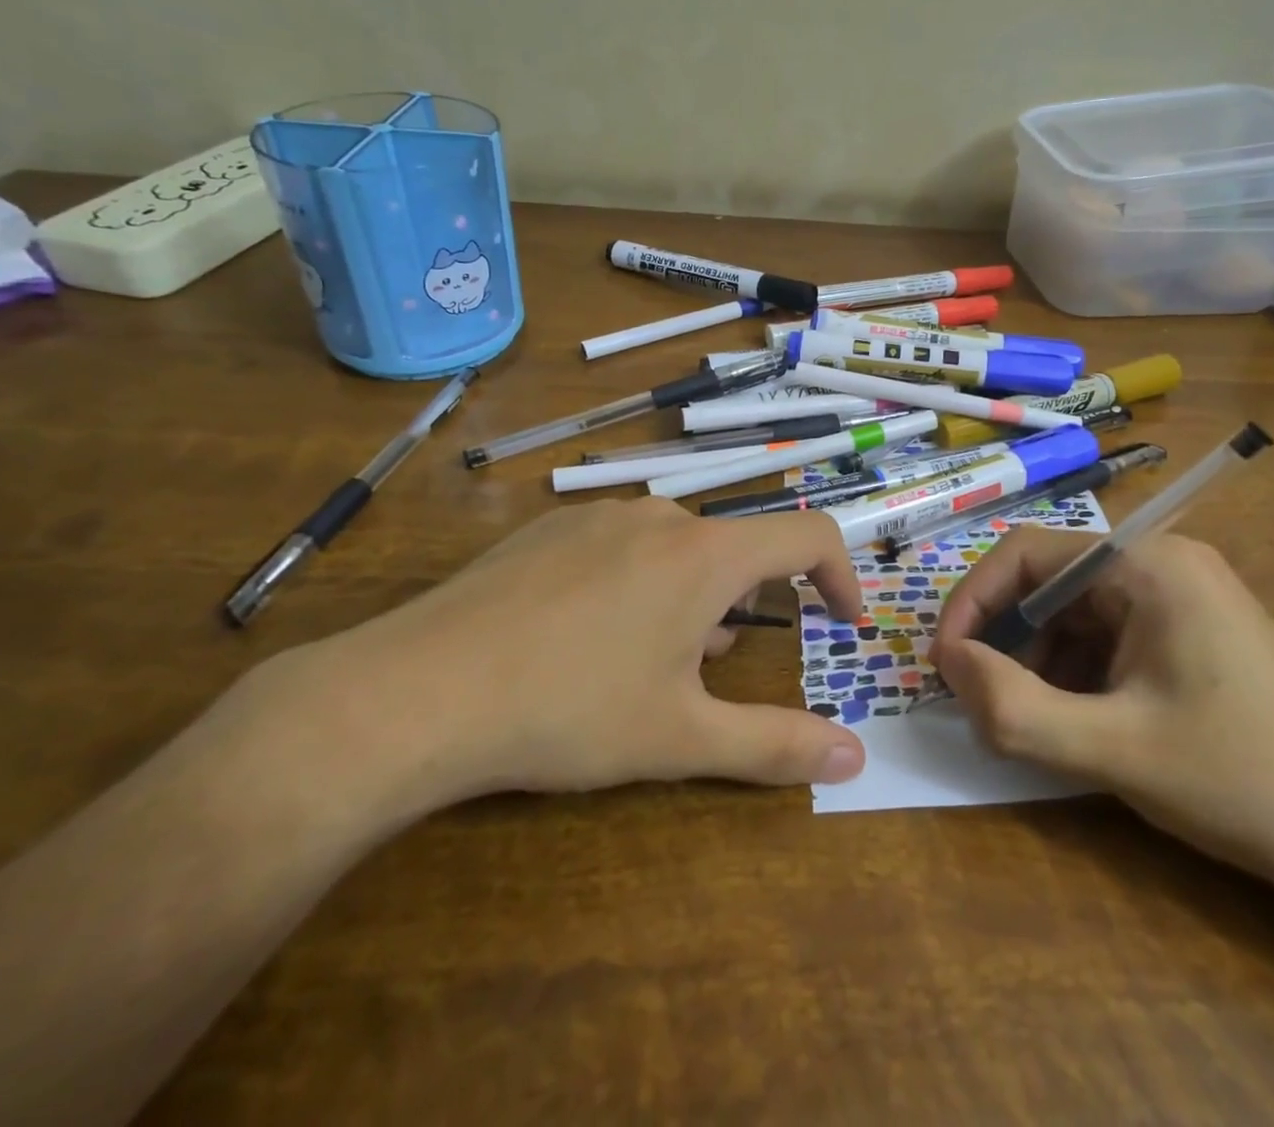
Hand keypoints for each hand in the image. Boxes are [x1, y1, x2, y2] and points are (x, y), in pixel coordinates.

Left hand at [259, 499, 867, 821]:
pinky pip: (620, 545)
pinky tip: (585, 638)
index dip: (840, 574)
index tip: (841, 621)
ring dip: (689, 598)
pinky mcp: (547, 529)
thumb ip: (776, 745)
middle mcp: (658, 517)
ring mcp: (597, 516)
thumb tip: (856, 759)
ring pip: (675, 549)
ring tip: (646, 663)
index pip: (807, 534)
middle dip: (743, 608)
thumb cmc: (569, 710)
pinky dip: (636, 583)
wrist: (417, 689)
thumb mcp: (681, 737)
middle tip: (710, 674)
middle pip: (734, 549)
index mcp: (705, 554)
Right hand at [931, 530, 1273, 881]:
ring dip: (1036, 661)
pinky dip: (1072, 672)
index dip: (972, 602)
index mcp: (1146, 564)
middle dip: (1004, 640)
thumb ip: (1013, 707)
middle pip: (1046, 581)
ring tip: (1029, 721)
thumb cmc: (1241, 782)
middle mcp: (1160, 561)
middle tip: (980, 701)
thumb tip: (947, 663)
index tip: (944, 663)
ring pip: (1070, 612)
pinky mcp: (1185, 629)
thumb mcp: (1112, 750)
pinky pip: (1103, 635)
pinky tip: (1074, 721)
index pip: (1025, 554)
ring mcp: (1177, 594)